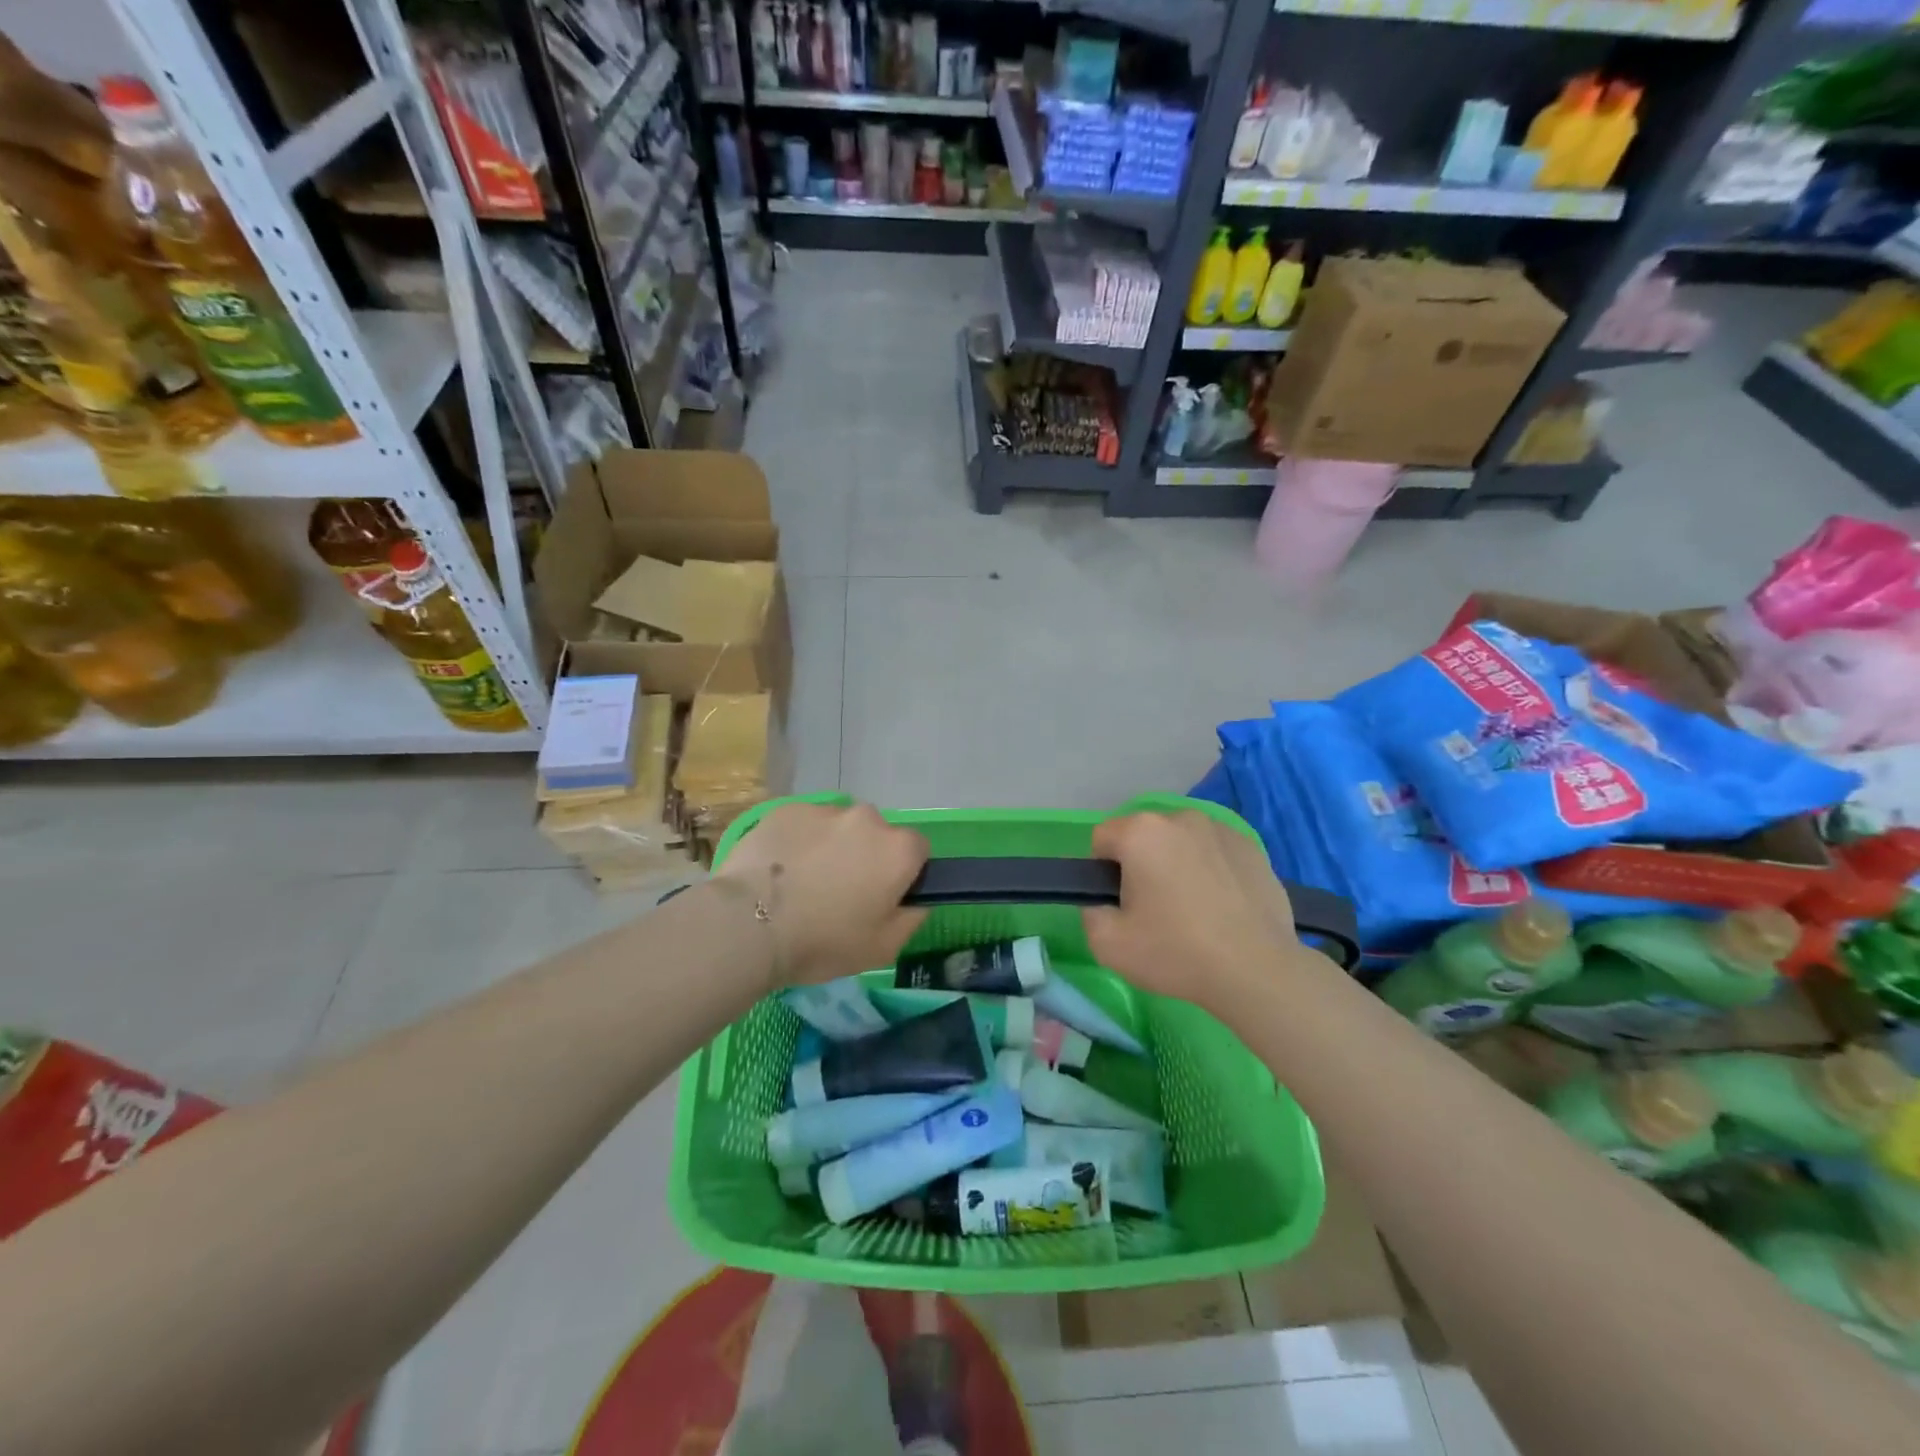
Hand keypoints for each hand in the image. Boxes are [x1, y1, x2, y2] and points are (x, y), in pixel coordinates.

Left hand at [713, 801, 928, 987]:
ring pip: (838, 827)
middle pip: (876, 835)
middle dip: (865, 857)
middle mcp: (867, 819)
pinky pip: (803, 825)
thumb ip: (912, 919)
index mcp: (898, 850)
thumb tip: (916, 901)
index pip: (917, 851)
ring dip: (831, 847)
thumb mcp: (883, 949)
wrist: (748, 924)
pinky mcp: (786, 809)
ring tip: (802, 883)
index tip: (881, 897)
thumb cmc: (822, 942)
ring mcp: (824, 809)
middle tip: (840, 893)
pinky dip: (798, 842)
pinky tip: (778, 872)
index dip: (903, 874)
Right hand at [1083, 811, 1313, 1013]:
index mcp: (1141, 832)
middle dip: (1141, 864)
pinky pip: (1214, 852)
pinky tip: (1222, 907)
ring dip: (1177, 864)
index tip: (1121, 904)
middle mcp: (1180, 817)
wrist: (1257, 971)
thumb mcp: (1107, 944)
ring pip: (1181, 842)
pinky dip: (1210, 870)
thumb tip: (1103, 902)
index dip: (1102, 872)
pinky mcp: (1252, 847)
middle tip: (1154, 910)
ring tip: (1193, 909)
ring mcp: (1221, 829)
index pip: (1102, 838)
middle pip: (1143, 836)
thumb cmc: (1176, 952)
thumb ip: (1090, 912)